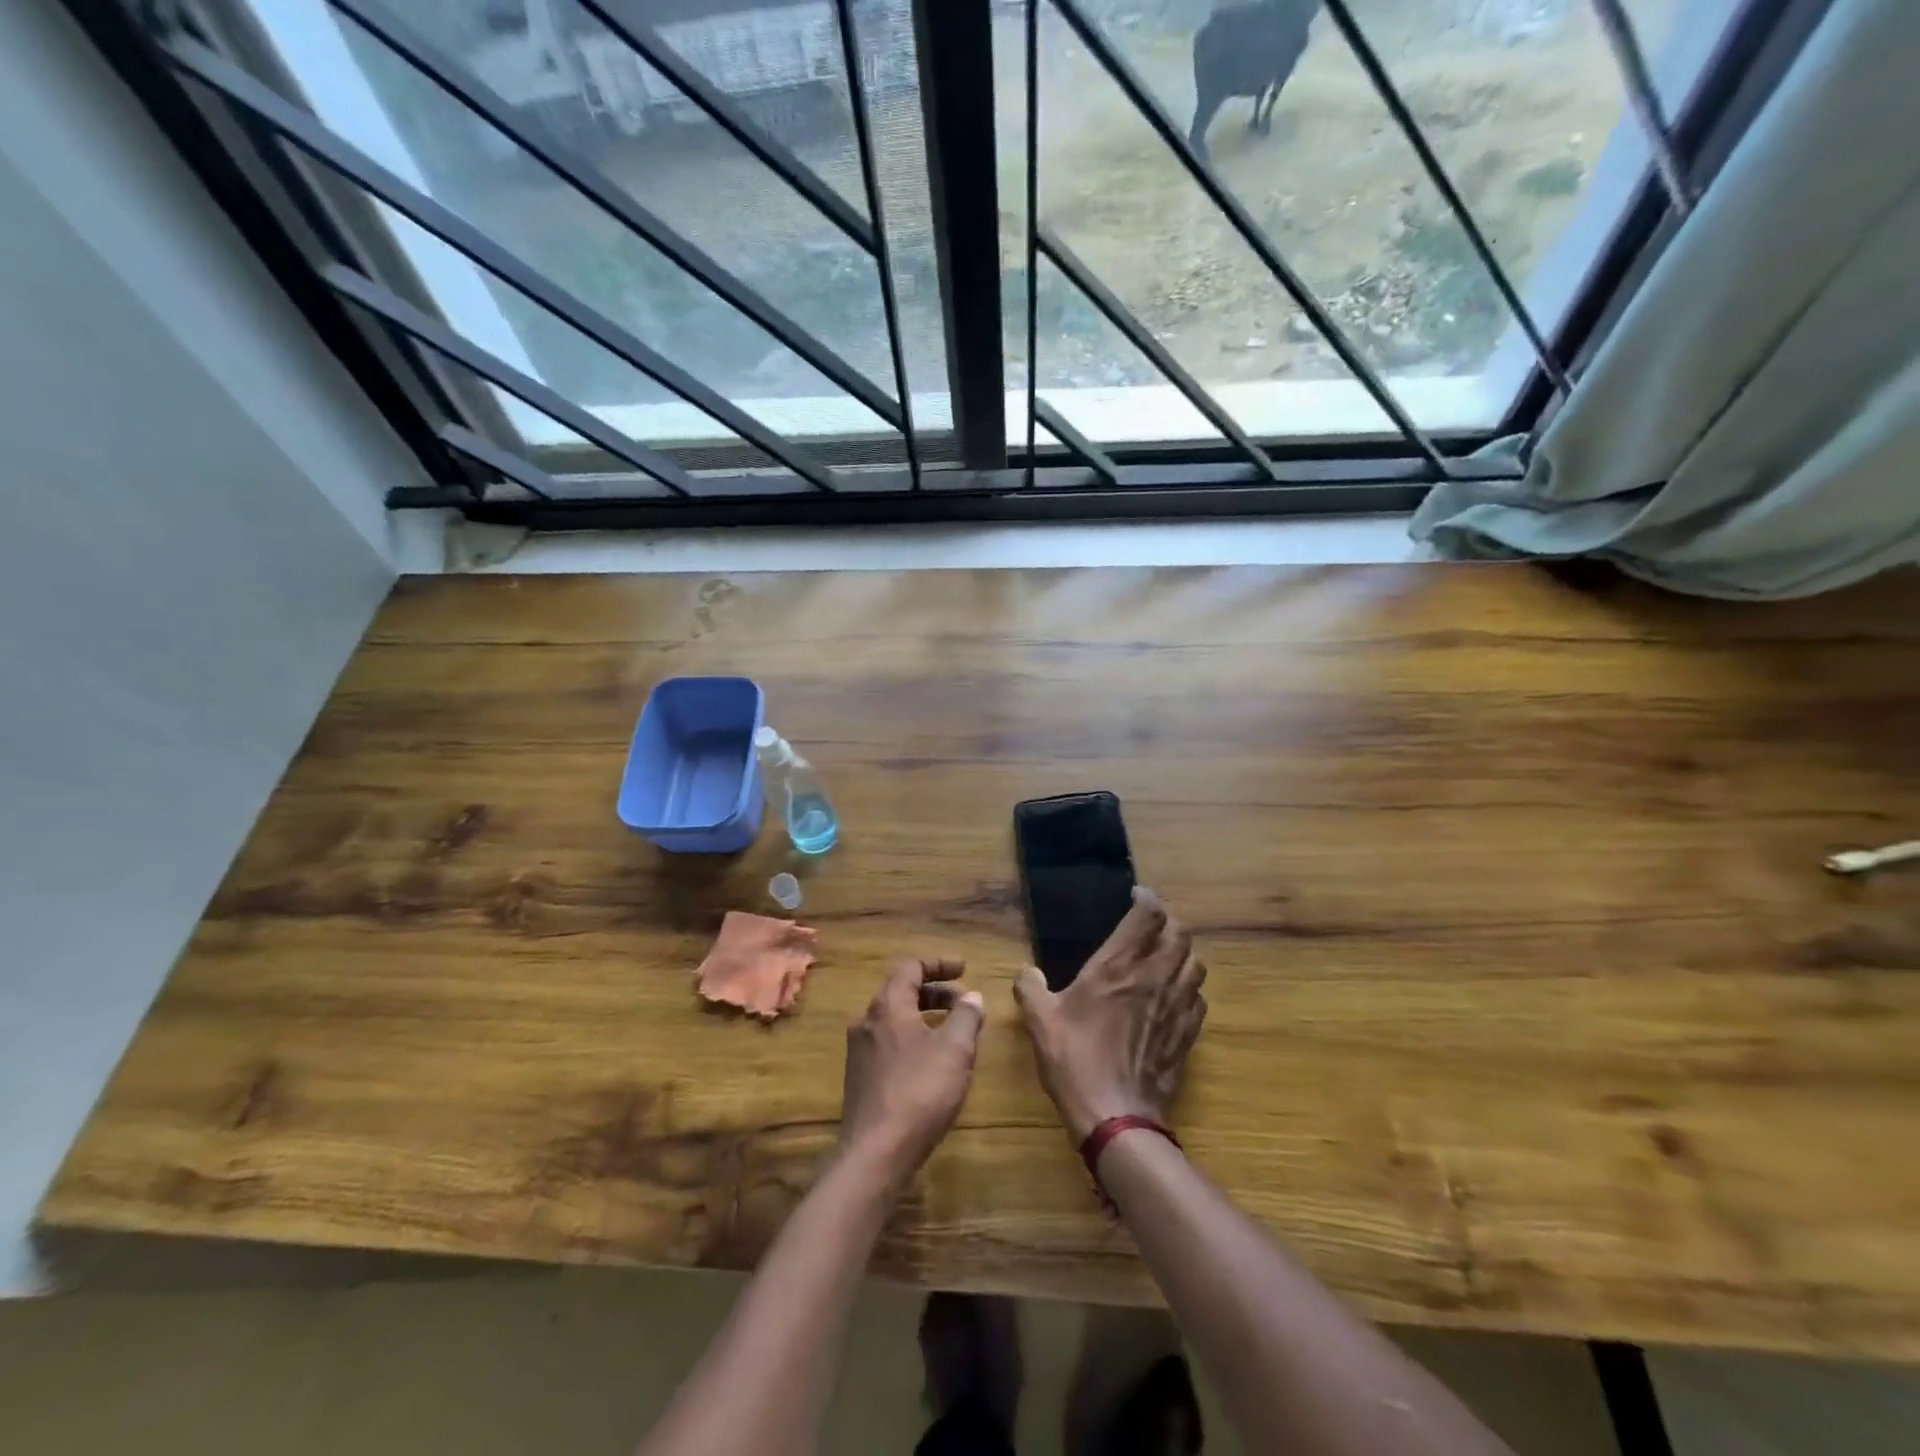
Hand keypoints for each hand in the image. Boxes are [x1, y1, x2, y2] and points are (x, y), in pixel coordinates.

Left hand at [839, 957, 986, 1186]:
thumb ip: (966, 1016)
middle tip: (965, 1002)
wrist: (876, 1153)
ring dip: (926, 1017)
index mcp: (887, 1006)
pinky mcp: (861, 1078)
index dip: (939, 964)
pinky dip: (914, 1039)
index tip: (964, 969)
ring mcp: (860, 1051)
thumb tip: (972, 996)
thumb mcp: (955, 1049)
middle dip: (936, 992)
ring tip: (954, 1032)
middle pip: (902, 992)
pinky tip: (933, 1063)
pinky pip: (891, 1044)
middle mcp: (867, 1021)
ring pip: (896, 1020)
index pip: (910, 967)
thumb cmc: (919, 1091)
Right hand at [1014, 888, 1205, 1143]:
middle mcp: (1153, 978)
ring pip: (1195, 964)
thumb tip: (1027, 973)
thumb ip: (1030, 988)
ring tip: (1167, 957)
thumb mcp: (1040, 1021)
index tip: (1137, 895)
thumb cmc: (1075, 1061)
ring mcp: (1175, 1007)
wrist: (1115, 1116)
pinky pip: (1198, 999)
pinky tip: (1175, 997)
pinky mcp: (1186, 1035)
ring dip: (1184, 954)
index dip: (1146, 898)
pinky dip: (1189, 989)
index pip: (1147, 917)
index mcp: (1118, 967)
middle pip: (1180, 934)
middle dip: (1168, 922)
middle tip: (1151, 926)